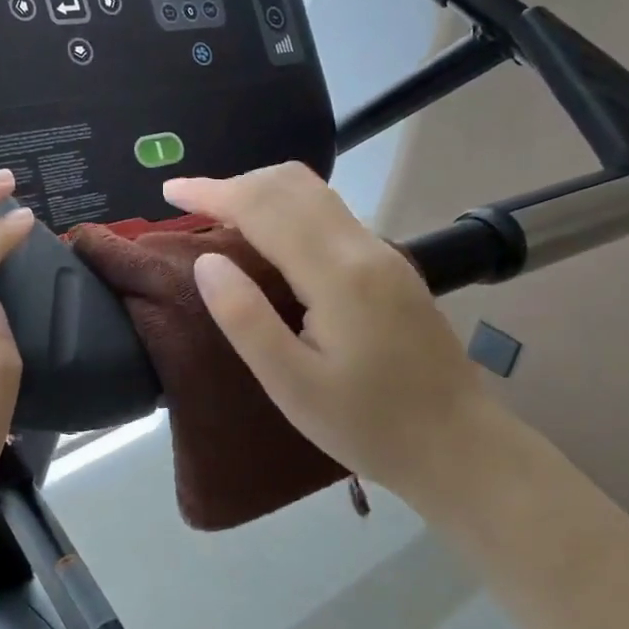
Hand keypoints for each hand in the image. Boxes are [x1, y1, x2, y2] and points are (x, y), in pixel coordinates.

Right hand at [162, 163, 497, 495]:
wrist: (459, 445)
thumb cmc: (369, 425)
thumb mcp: (292, 385)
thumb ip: (245, 318)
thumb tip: (206, 260)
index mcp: (336, 274)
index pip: (263, 207)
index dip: (212, 191)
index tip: (170, 191)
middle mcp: (363, 247)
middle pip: (292, 184)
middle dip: (235, 183)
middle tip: (190, 207)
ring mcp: (383, 253)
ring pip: (314, 192)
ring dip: (263, 191)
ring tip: (221, 217)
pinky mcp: (390, 266)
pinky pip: (329, 214)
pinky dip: (287, 209)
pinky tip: (270, 240)